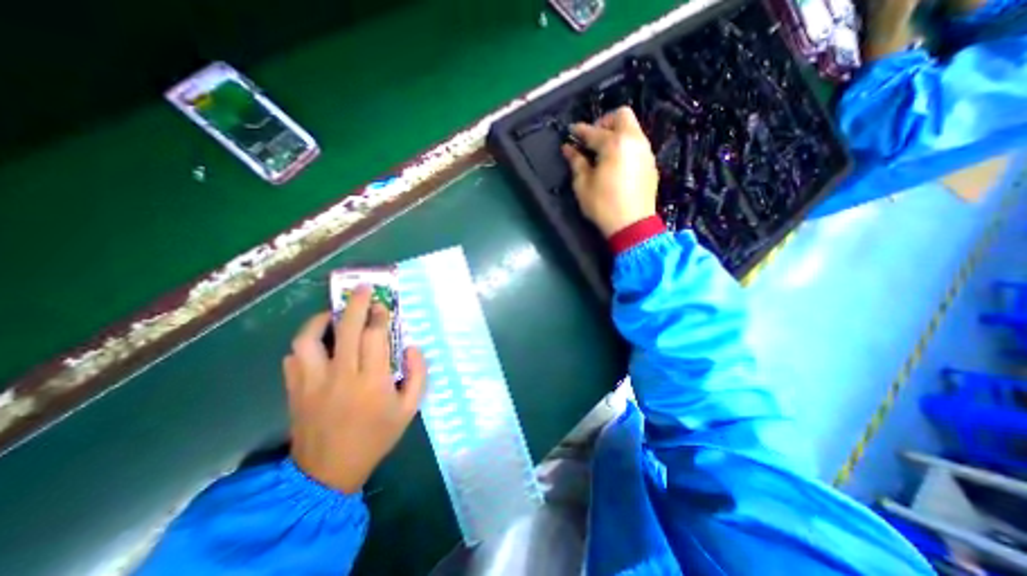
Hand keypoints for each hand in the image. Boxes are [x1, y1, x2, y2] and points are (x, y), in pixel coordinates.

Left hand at [282, 288, 426, 494]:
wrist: (329, 471)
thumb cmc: (376, 436)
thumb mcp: (409, 409)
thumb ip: (418, 375)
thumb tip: (413, 347)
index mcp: (372, 381)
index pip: (375, 336)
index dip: (380, 316)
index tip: (383, 306)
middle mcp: (341, 375)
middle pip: (346, 329)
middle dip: (356, 303)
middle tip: (362, 288)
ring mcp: (312, 382)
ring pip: (309, 339)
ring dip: (320, 320)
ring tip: (331, 314)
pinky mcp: (294, 390)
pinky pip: (293, 358)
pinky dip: (304, 345)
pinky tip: (317, 344)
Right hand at [561, 107, 657, 236]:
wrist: (632, 225)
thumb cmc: (603, 205)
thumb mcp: (583, 185)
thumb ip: (576, 162)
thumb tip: (568, 148)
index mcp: (615, 144)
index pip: (593, 131)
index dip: (579, 131)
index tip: (570, 132)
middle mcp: (634, 141)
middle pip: (622, 115)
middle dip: (605, 122)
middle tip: (592, 138)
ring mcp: (646, 152)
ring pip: (632, 129)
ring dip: (617, 133)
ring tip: (603, 151)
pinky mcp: (651, 164)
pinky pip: (638, 144)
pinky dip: (626, 146)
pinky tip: (616, 162)